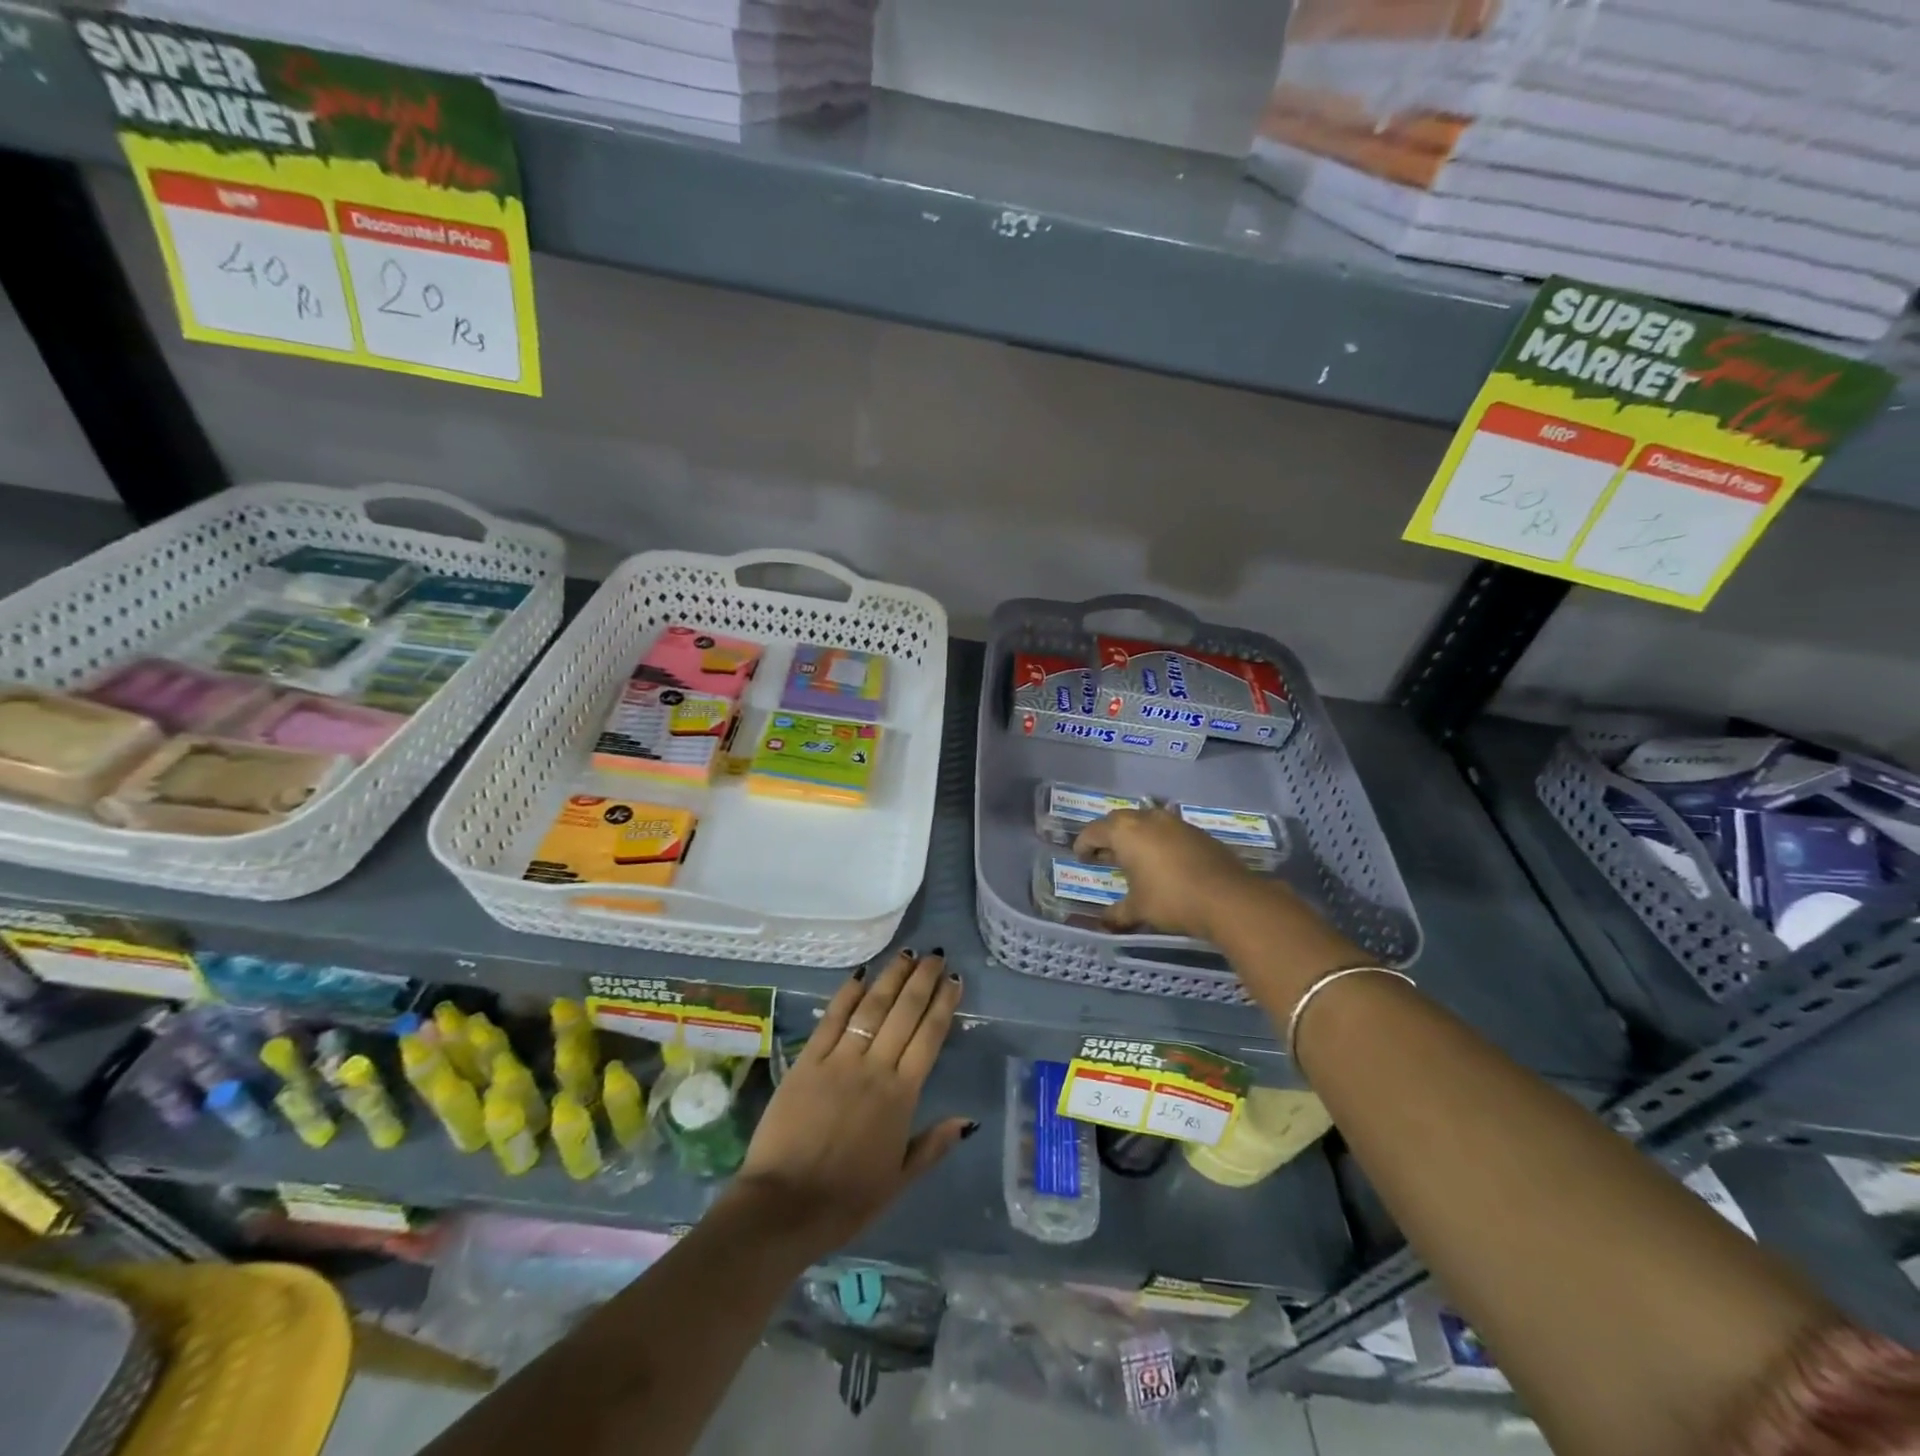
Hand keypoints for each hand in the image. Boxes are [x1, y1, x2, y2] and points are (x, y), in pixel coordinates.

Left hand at [725, 949, 970, 1260]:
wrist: (783, 1207)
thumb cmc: (846, 1201)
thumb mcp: (898, 1180)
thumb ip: (933, 1145)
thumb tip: (968, 1119)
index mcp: (901, 1096)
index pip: (929, 1037)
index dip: (943, 1004)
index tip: (955, 979)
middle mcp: (875, 1068)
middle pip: (904, 1012)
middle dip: (923, 980)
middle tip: (935, 955)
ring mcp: (839, 1060)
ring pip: (872, 1007)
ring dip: (891, 978)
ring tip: (907, 954)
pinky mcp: (807, 1060)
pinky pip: (832, 1019)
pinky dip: (848, 994)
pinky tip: (861, 975)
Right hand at [1073, 807, 1260, 938]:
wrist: (1227, 897)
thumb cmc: (1171, 899)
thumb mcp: (1138, 909)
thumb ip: (1117, 913)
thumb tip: (1104, 921)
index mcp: (1125, 831)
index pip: (1094, 831)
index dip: (1084, 844)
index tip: (1081, 857)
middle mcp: (1147, 818)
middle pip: (1118, 821)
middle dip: (1108, 837)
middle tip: (1104, 855)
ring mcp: (1174, 822)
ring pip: (1145, 822)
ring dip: (1135, 837)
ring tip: (1133, 858)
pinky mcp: (1196, 831)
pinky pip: (1167, 831)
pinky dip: (1157, 841)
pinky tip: (1162, 862)